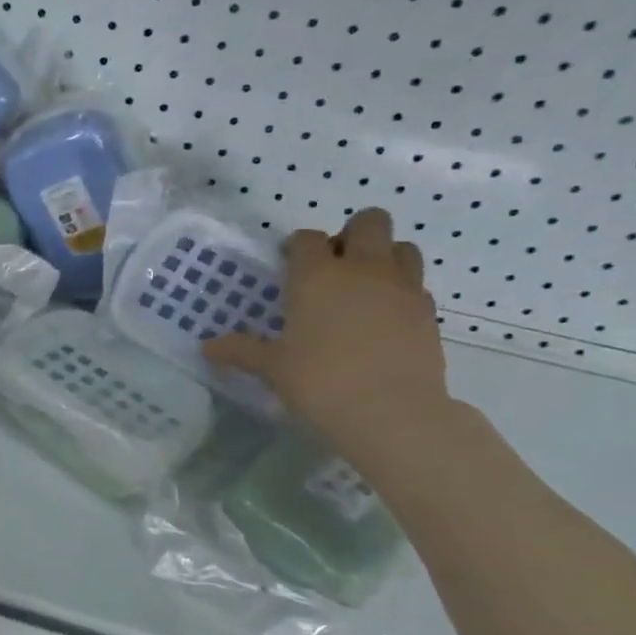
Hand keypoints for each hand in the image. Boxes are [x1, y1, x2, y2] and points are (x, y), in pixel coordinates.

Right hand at [204, 209, 450, 454]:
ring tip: (365, 289)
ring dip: (384, 257)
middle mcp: (362, 269)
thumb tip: (207, 348)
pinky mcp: (428, 312)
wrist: (392, 412)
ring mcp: (401, 287)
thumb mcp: (272, 368)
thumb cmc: (319, 382)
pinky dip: (401, 291)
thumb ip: (241, 351)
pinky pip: (416, 285)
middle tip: (335, 268)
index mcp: (316, 276)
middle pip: (369, 222)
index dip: (297, 248)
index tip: (289, 267)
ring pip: (402, 246)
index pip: (307, 238)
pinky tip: (384, 320)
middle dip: (352, 235)